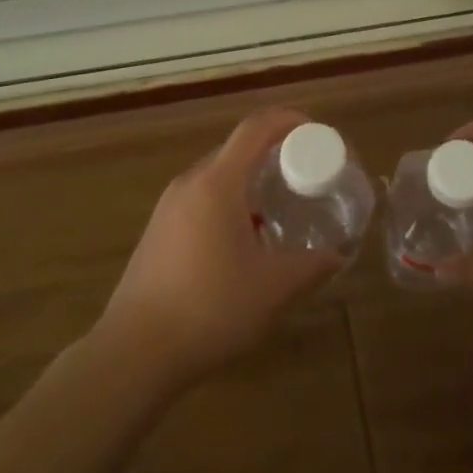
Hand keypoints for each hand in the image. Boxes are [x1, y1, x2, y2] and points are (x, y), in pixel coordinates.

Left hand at [95, 109, 342, 387]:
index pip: (256, 128)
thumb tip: (338, 255)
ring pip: (219, 177)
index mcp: (217, 183)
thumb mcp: (273, 289)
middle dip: (275, 156)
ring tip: (280, 212)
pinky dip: (230, 204)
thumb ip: (311, 266)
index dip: (290, 121)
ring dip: (252, 184)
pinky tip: (244, 243)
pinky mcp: (158, 230)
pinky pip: (202, 200)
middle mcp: (190, 183)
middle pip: (238, 150)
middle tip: (307, 178)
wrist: (134, 352)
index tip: (319, 134)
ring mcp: (168, 207)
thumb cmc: (209, 309)